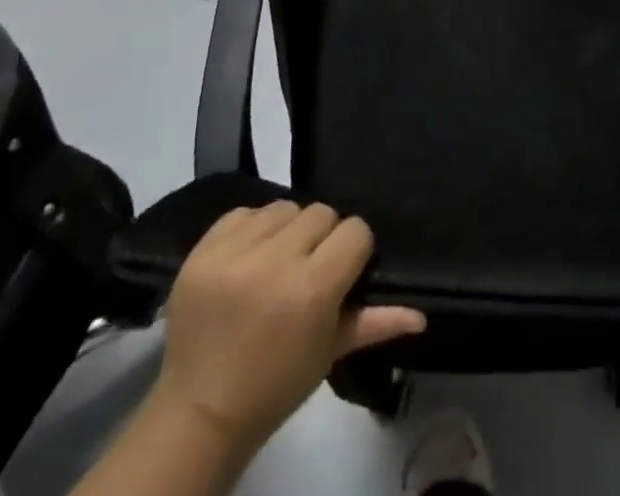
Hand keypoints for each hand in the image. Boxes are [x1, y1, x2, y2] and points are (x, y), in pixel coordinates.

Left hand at [147, 202, 424, 461]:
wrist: (199, 412)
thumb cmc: (275, 386)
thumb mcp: (329, 354)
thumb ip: (375, 323)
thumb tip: (421, 314)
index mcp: (312, 289)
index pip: (354, 231)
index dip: (353, 249)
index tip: (342, 270)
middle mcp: (276, 261)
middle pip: (321, 212)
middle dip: (321, 237)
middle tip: (308, 268)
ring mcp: (235, 253)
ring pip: (283, 207)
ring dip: (286, 229)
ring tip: (276, 261)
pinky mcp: (203, 250)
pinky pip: (243, 212)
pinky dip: (251, 229)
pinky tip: (248, 257)